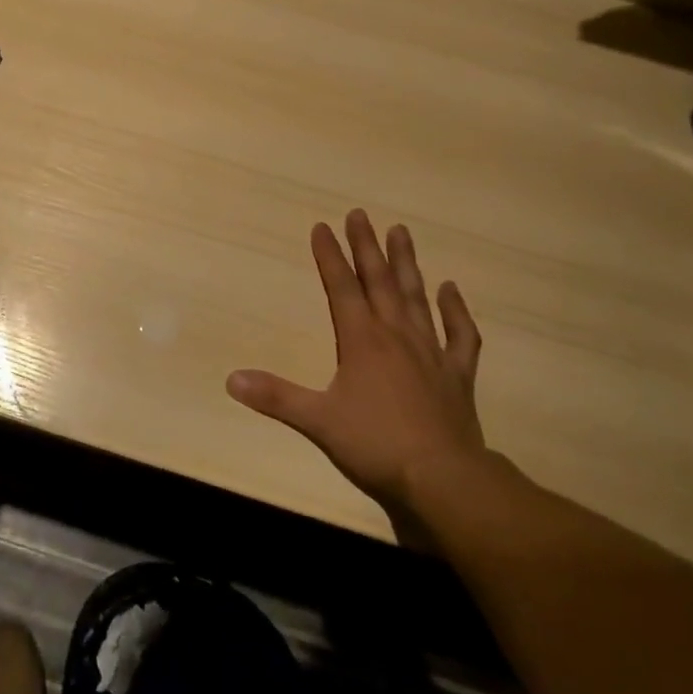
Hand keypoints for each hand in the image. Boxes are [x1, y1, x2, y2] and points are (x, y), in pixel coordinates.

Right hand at [228, 210, 494, 514]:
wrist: (444, 479)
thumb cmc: (375, 445)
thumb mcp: (317, 421)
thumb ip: (276, 397)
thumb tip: (231, 379)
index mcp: (362, 341)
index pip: (341, 288)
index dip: (329, 256)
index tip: (322, 227)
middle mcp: (396, 335)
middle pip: (379, 281)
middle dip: (366, 246)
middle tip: (360, 214)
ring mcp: (431, 352)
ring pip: (416, 297)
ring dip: (407, 264)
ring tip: (401, 231)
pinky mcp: (457, 375)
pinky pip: (461, 335)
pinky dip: (456, 311)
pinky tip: (451, 290)